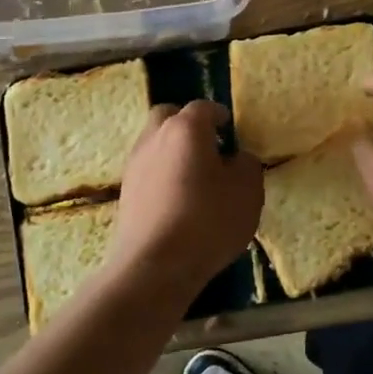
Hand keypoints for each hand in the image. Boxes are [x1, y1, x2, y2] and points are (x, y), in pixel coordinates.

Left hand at [113, 100, 263, 295]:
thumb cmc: (208, 221)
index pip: (203, 107)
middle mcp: (154, 138)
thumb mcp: (247, 192)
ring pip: (154, 143)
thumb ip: (247, 165)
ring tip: (195, 176)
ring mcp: (135, 165)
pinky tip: (178, 199)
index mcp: (186, 129)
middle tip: (208, 145)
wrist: (155, 265)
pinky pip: (147, 171)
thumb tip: (237, 158)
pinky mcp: (125, 193)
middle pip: (168, 116)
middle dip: (187, 123)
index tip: (230, 128)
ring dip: (173, 150)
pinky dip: (162, 174)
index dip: (219, 114)